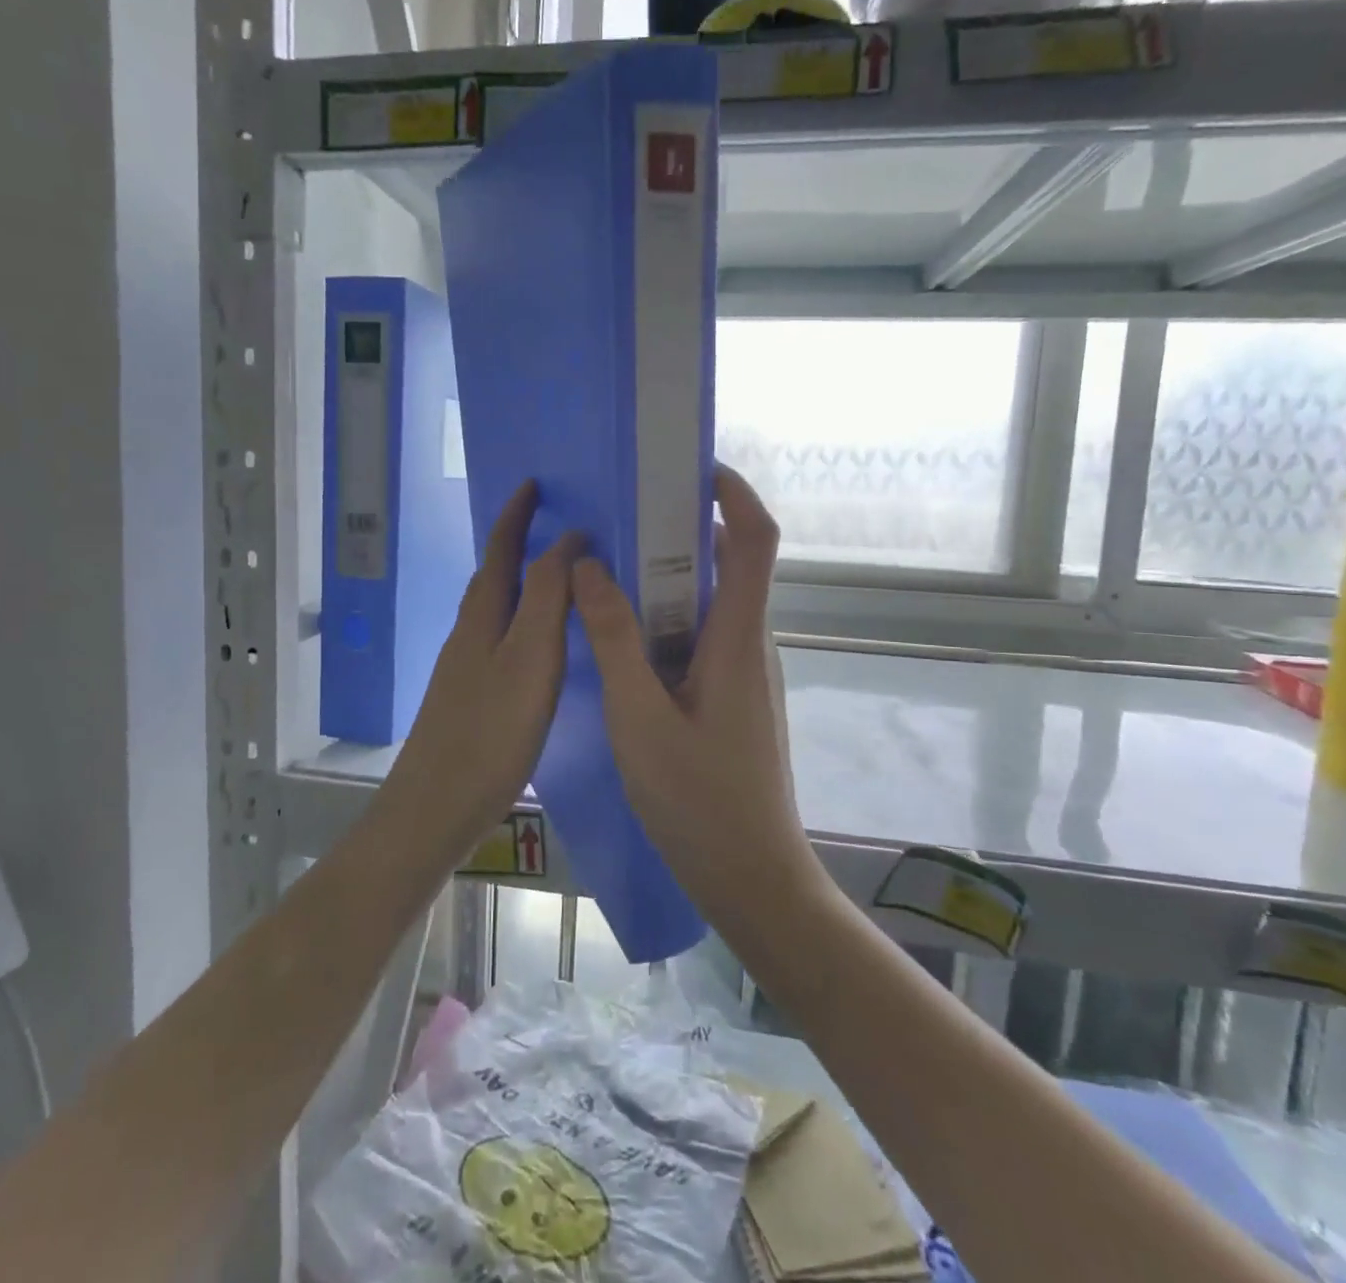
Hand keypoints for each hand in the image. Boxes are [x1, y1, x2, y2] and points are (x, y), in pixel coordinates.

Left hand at [390, 480, 580, 848]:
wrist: (434, 809)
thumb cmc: (489, 733)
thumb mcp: (528, 659)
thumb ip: (547, 599)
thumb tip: (567, 541)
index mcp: (482, 616)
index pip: (501, 549)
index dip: (516, 514)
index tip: (536, 483)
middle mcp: (470, 632)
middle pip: (495, 574)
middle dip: (519, 541)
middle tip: (559, 524)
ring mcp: (467, 665)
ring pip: (498, 607)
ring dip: (524, 580)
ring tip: (561, 574)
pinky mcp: (473, 695)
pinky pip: (503, 638)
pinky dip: (525, 620)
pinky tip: (544, 643)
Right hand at [570, 466, 815, 908]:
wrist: (753, 878)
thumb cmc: (699, 802)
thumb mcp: (640, 719)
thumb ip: (614, 641)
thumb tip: (590, 568)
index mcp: (738, 637)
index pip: (755, 539)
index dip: (734, 492)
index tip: (691, 467)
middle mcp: (749, 643)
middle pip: (729, 562)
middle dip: (682, 529)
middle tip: (620, 518)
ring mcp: (744, 671)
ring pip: (710, 603)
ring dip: (667, 578)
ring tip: (609, 570)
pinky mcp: (732, 696)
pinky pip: (701, 636)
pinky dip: (666, 620)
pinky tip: (622, 639)